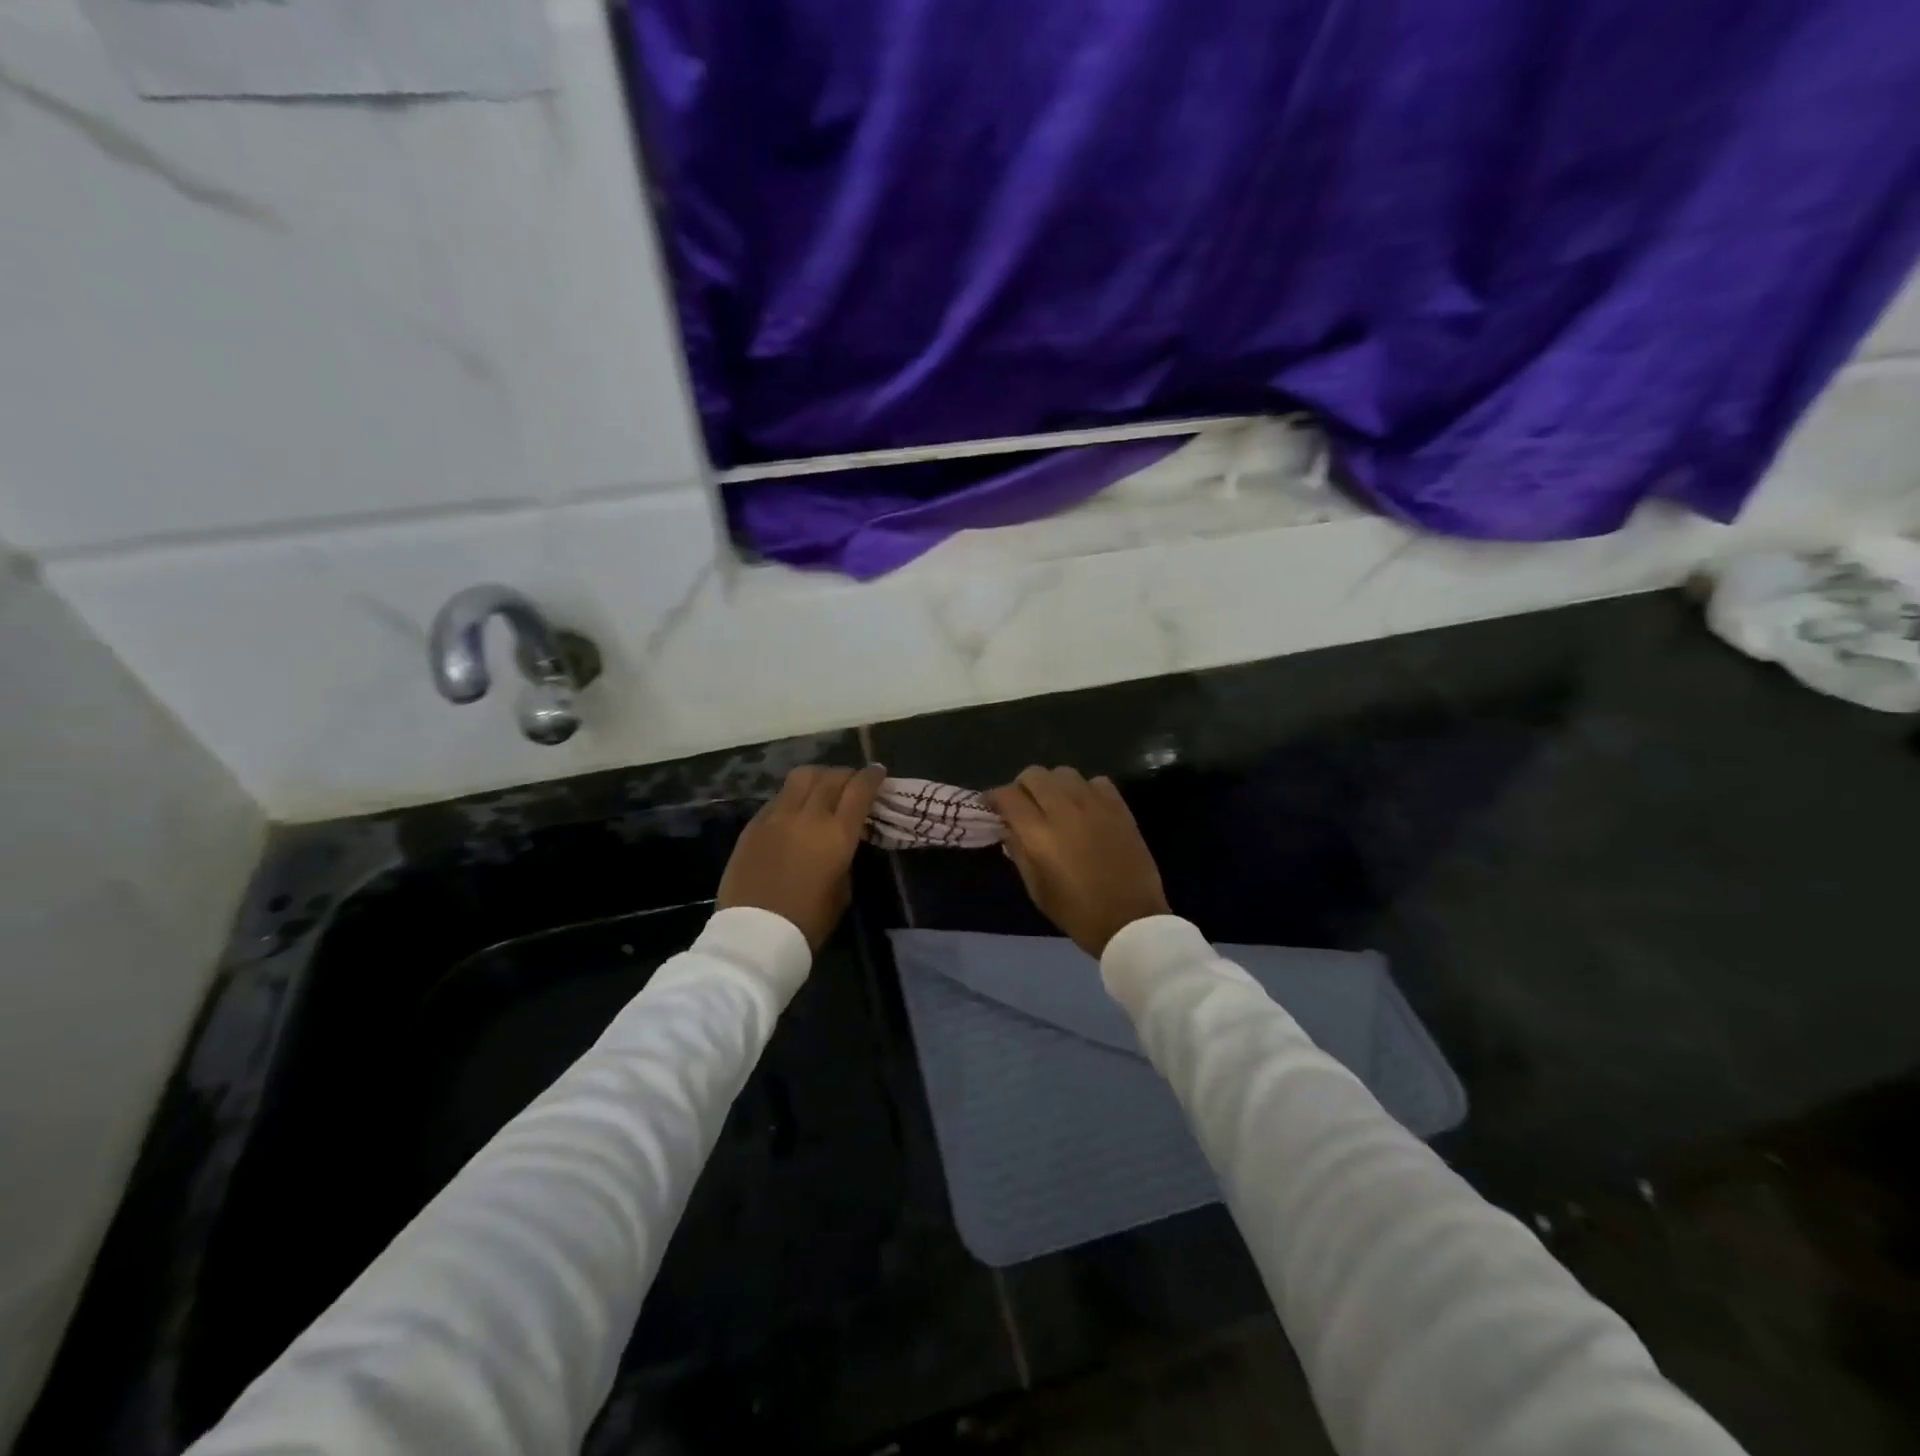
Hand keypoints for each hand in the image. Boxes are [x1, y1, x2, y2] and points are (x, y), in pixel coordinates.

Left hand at [718, 765, 885, 950]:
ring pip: (801, 777)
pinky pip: (779, 797)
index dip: (872, 776)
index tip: (878, 772)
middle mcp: (808, 816)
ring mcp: (777, 816)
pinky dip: (794, 796)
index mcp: (837, 834)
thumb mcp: (842, 889)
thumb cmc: (808, 921)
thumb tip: (840, 840)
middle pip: (831, 776)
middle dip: (847, 774)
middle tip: (853, 782)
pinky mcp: (754, 824)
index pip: (860, 790)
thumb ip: (845, 855)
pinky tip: (795, 810)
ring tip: (823, 786)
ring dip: (819, 777)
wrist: (755, 936)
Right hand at [985, 767, 1170, 957]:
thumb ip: (1018, 851)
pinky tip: (1085, 808)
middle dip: (1021, 786)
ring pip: (1064, 772)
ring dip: (1052, 784)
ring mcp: (1095, 805)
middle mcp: (1064, 811)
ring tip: (1055, 803)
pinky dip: (1085, 789)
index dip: (993, 797)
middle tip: (1023, 805)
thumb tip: (1007, 827)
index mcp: (1039, 834)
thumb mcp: (1036, 888)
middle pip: (1034, 775)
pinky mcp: (1119, 808)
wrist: (1131, 920)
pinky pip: (1096, 781)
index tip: (991, 806)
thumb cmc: (1077, 912)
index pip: (1008, 796)